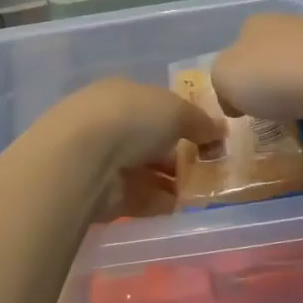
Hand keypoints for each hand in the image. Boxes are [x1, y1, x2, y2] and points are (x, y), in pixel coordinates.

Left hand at [39, 77, 224, 221]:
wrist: (84, 160)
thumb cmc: (131, 119)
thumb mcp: (175, 110)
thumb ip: (199, 121)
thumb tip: (219, 130)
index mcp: (121, 94)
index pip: (155, 105)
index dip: (182, 120)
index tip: (208, 138)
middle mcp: (108, 123)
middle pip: (151, 140)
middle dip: (179, 154)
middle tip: (210, 168)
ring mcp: (102, 160)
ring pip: (146, 171)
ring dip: (172, 182)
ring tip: (203, 192)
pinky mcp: (101, 194)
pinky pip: (138, 198)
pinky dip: (160, 203)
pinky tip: (182, 208)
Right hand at [209, 13, 302, 127]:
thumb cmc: (271, 75)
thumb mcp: (223, 76)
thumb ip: (222, 83)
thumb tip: (237, 98)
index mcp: (260, 24)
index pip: (242, 44)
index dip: (236, 72)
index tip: (236, 102)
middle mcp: (295, 31)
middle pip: (275, 62)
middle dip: (270, 90)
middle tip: (263, 118)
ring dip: (298, 106)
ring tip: (290, 132)